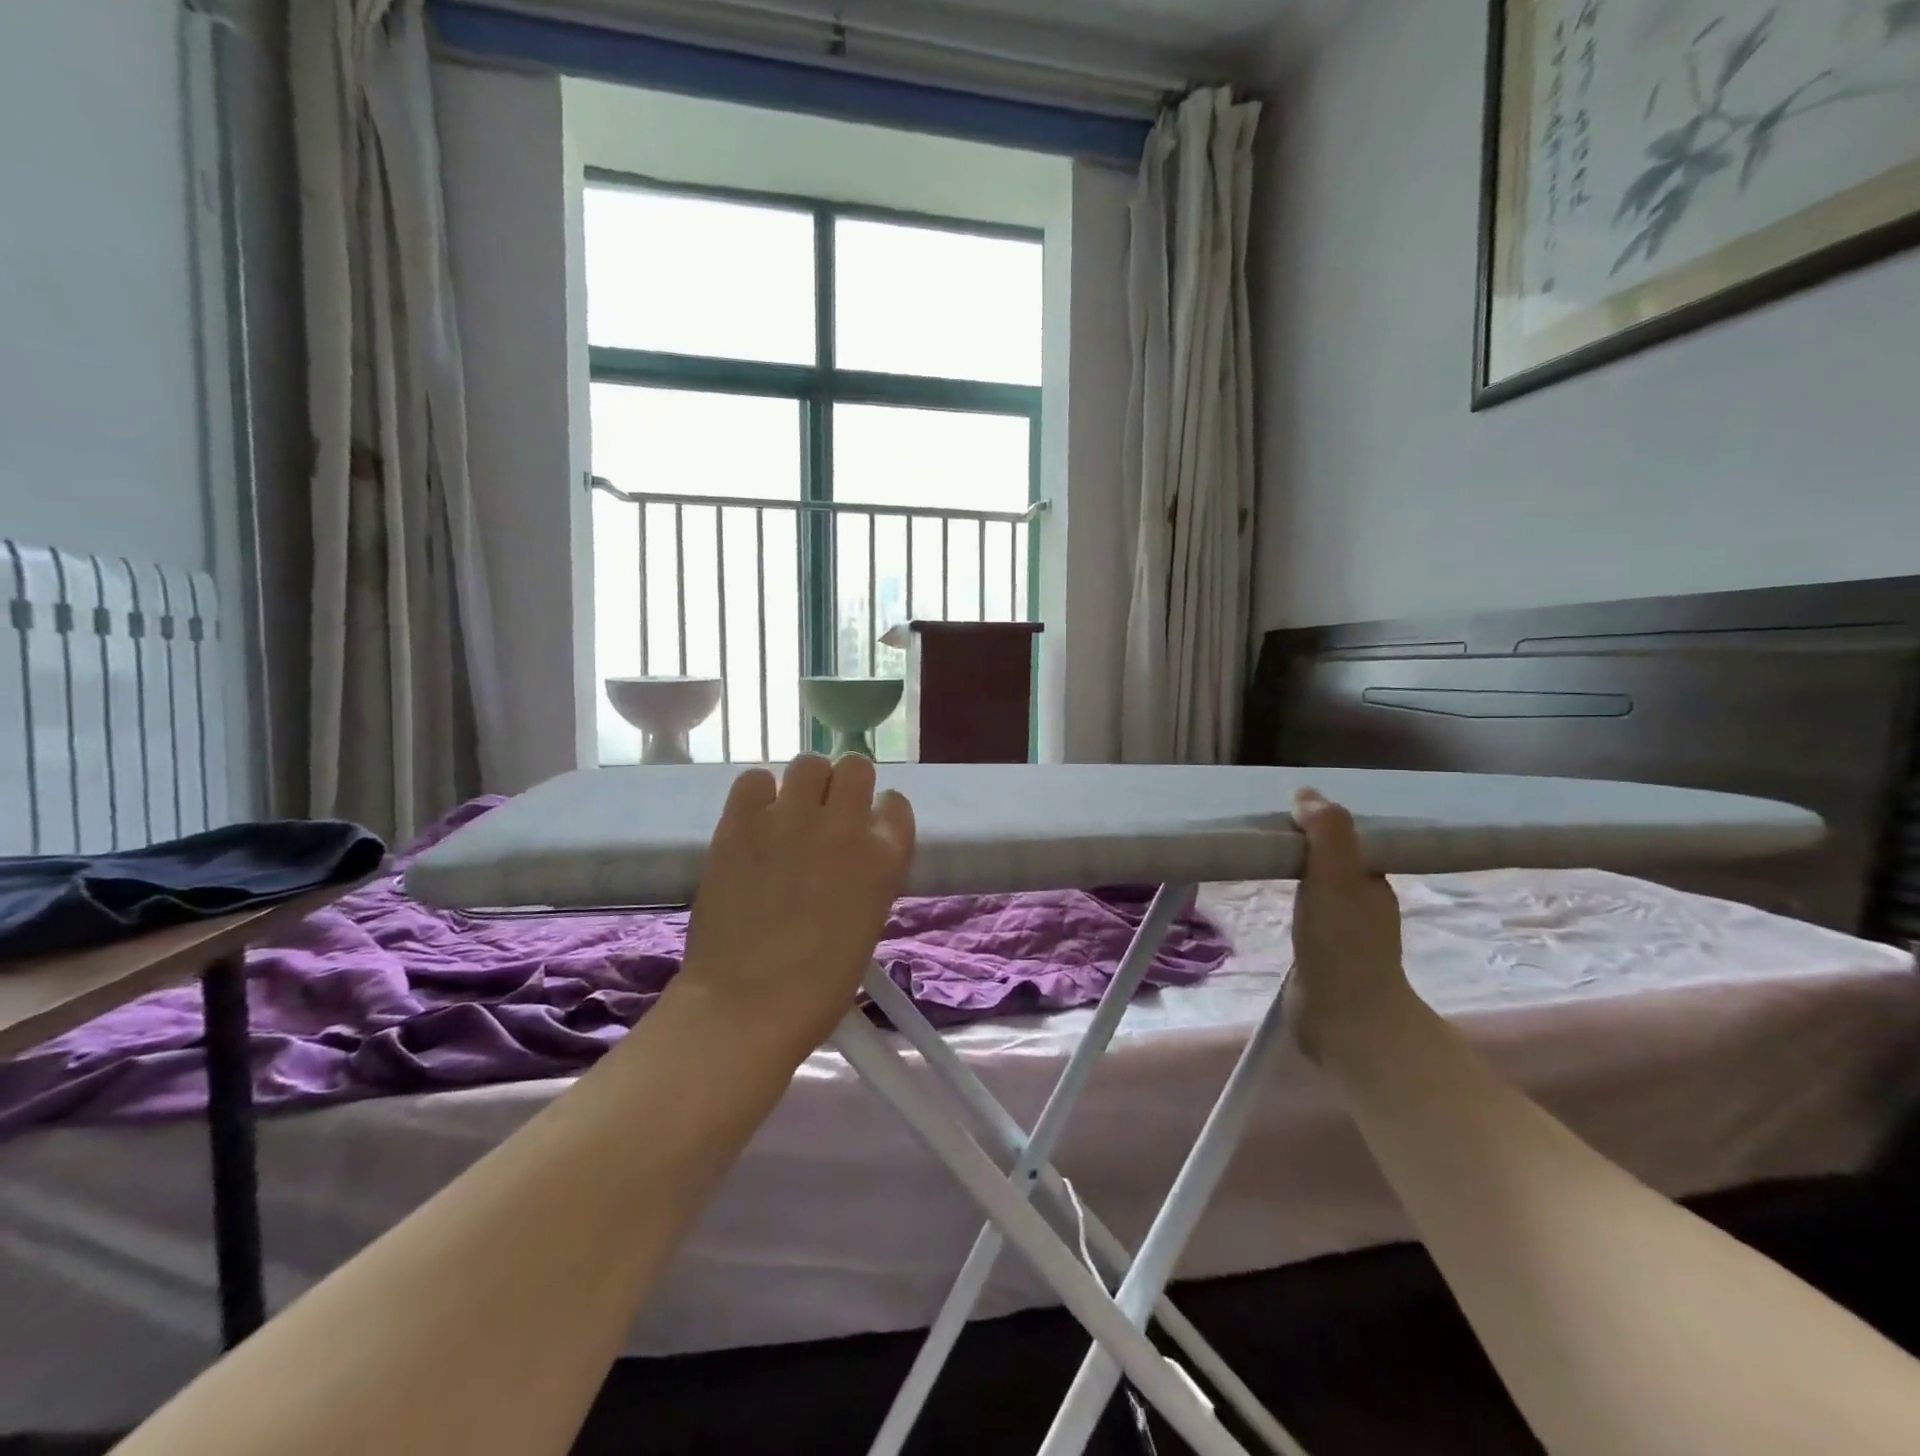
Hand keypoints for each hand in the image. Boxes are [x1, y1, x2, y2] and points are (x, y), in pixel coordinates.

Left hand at [676, 754, 915, 1054]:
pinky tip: (755, 820)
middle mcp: (845, 825)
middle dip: (844, 785)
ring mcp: (791, 818)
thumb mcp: (868, 921)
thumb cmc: (820, 984)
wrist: (748, 1004)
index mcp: (885, 856)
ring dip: (804, 784)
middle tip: (826, 813)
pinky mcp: (742, 821)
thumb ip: (867, 873)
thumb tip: (848, 852)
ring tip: (789, 812)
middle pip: (854, 767)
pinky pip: (755, 779)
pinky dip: (758, 794)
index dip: (879, 813)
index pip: (895, 804)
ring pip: (808, 763)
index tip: (866, 828)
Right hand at [1285, 789, 1415, 1065]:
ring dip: (1296, 873)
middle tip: (1262, 833)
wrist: (1348, 1020)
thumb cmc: (1343, 943)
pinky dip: (1291, 902)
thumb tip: (1306, 794)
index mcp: (1371, 881)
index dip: (1317, 823)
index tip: (1282, 813)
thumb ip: (1326, 833)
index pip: (1345, 839)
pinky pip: (1306, 915)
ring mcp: (1344, 932)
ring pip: (1319, 888)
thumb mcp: (1335, 877)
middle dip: (1304, 845)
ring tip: (1261, 861)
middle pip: (1331, 862)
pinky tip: (1272, 903)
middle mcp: (1363, 903)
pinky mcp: (1323, 956)